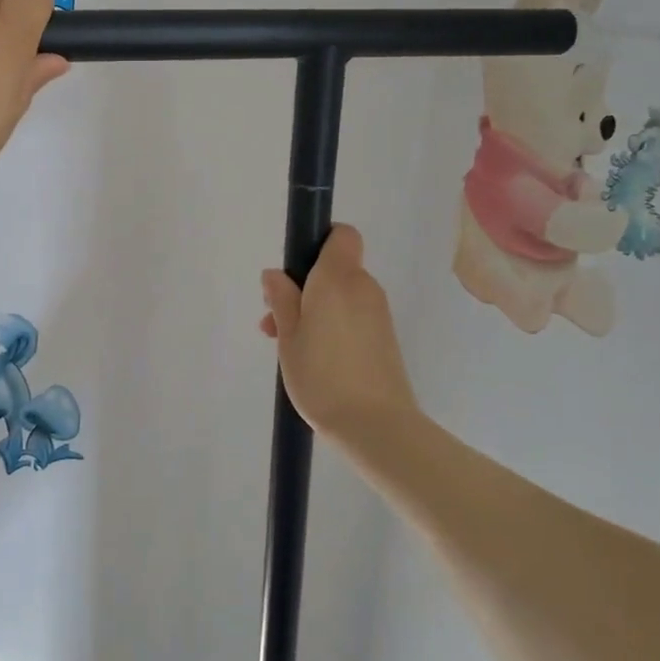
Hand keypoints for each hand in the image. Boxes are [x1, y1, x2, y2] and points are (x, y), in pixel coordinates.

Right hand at [258, 224, 419, 442]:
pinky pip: (352, 316)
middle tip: (274, 321)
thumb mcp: (288, 336)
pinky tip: (314, 358)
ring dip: (314, 309)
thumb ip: (281, 299)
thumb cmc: (322, 375)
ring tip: (288, 346)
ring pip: (341, 296)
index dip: (318, 242)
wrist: (375, 425)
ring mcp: (378, 314)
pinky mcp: (385, 338)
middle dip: (303, 286)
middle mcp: (364, 287)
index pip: (341, 235)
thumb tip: (275, 274)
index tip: (294, 270)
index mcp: (338, 278)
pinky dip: (332, 325)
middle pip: (334, 269)